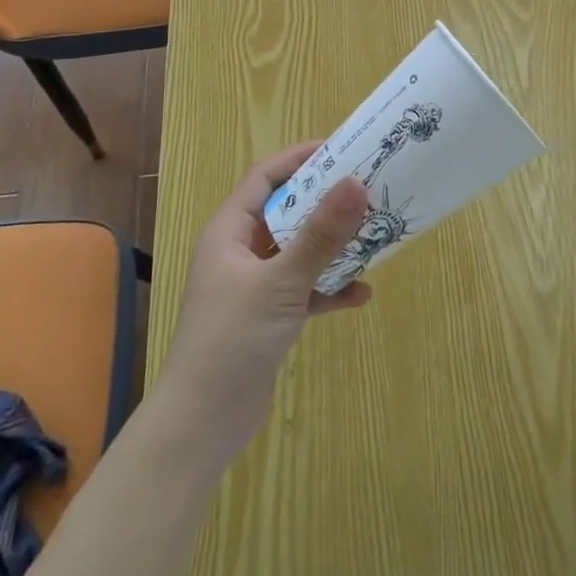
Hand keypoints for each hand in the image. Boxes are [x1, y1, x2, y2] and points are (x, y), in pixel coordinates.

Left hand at [154, 142, 371, 467]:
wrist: (202, 425)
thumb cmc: (232, 340)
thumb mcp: (281, 282)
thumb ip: (320, 235)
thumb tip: (357, 183)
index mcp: (230, 231)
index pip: (265, 177)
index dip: (300, 158)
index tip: (341, 149)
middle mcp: (240, 251)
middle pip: (287, 211)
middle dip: (325, 202)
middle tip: (367, 189)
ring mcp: (254, 285)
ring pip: (298, 251)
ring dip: (332, 245)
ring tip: (372, 235)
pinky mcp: (267, 316)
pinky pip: (303, 288)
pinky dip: (328, 288)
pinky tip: (360, 294)